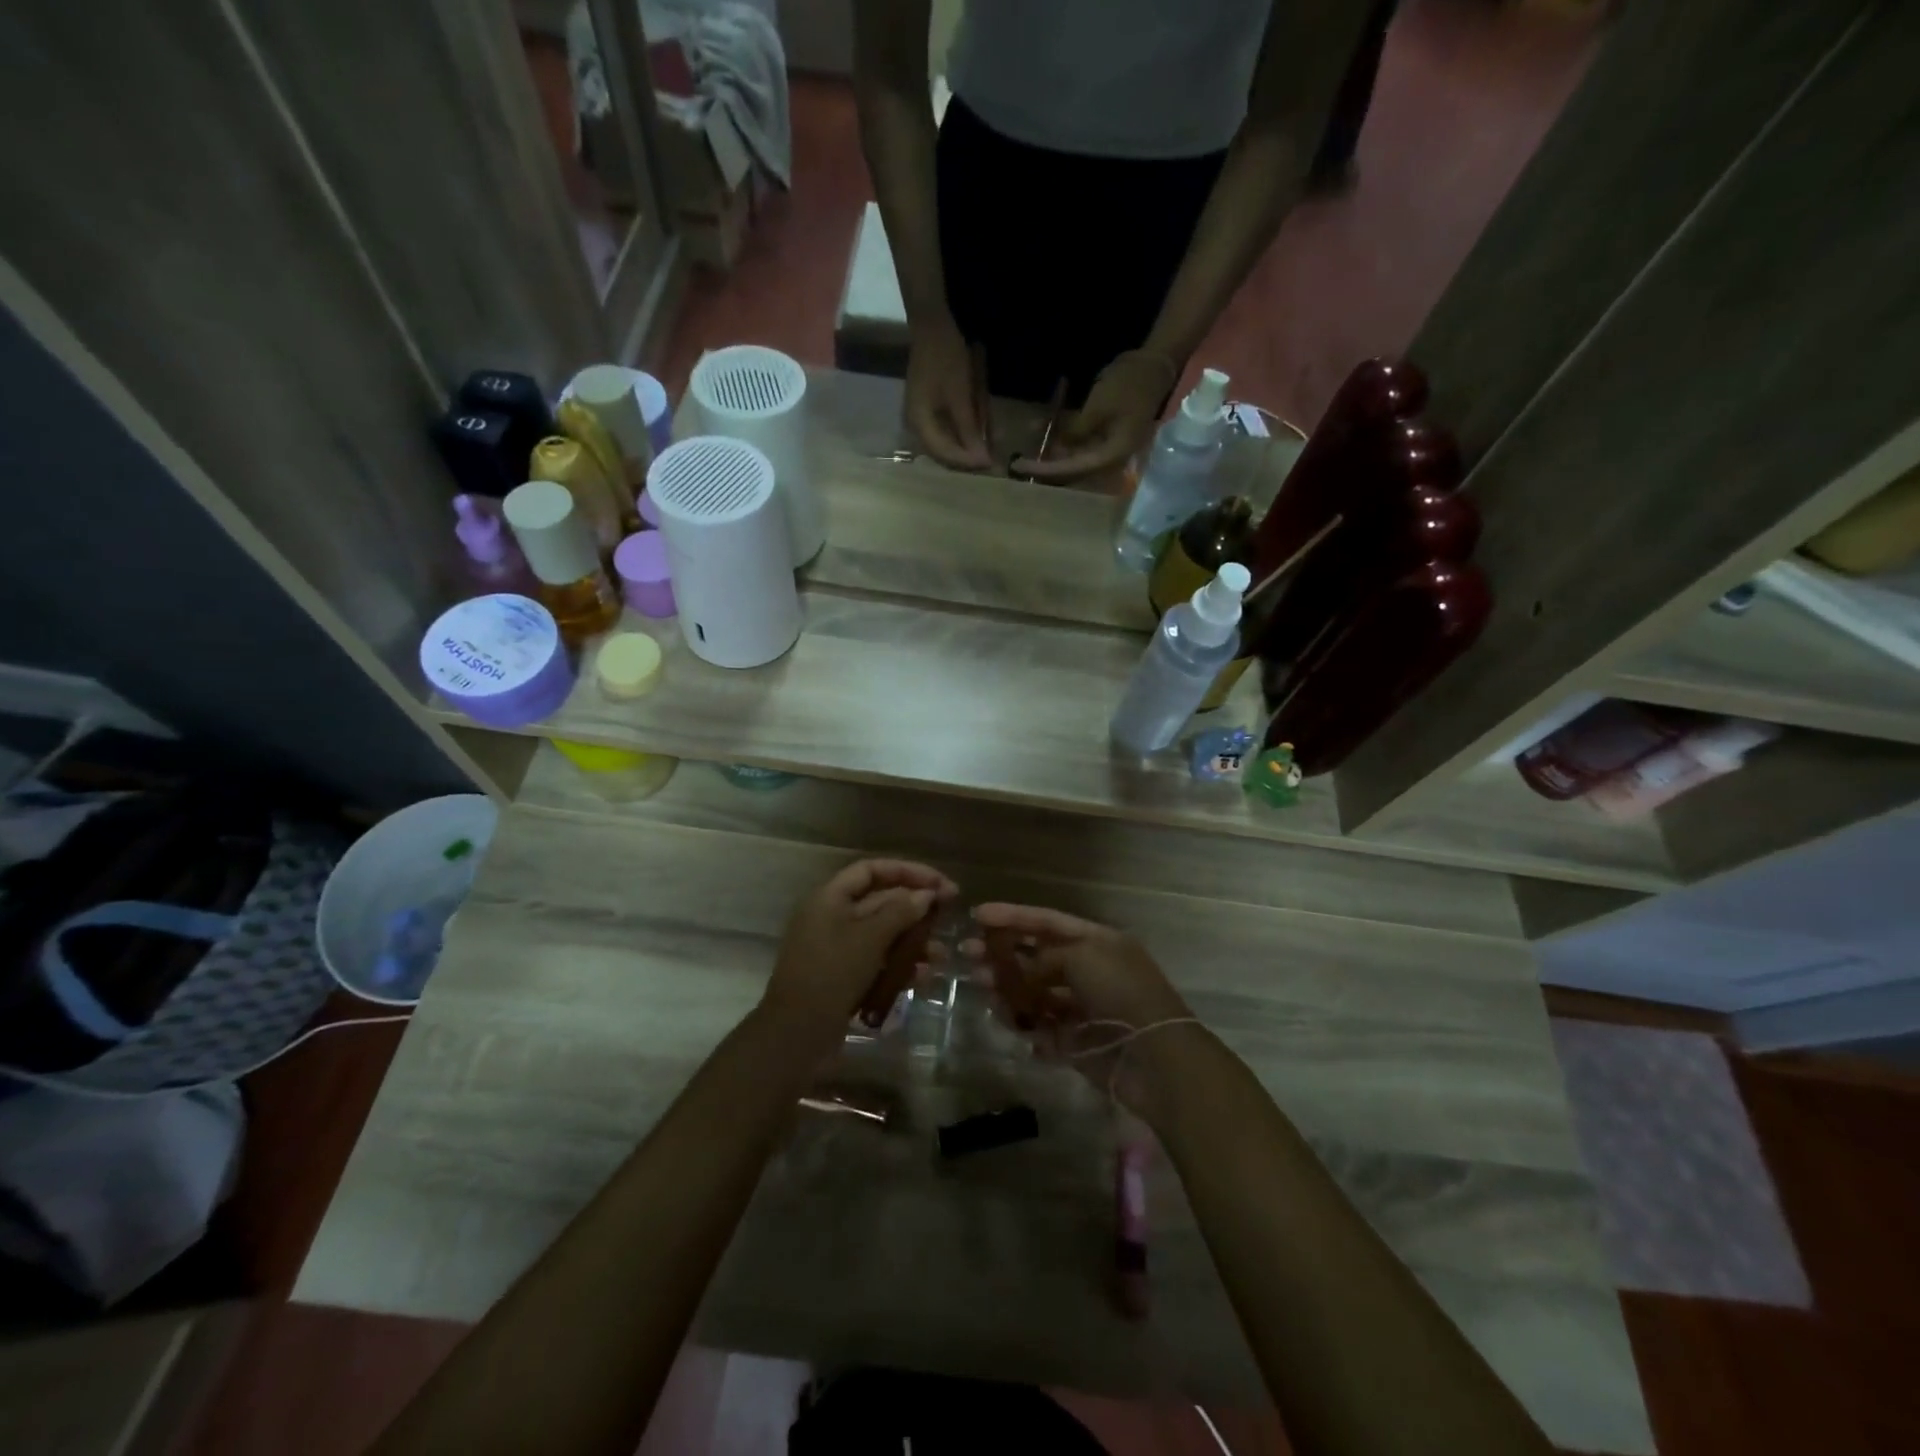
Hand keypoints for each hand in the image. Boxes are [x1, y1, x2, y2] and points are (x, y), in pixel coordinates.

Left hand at [761, 859, 958, 1045]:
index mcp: (830, 898)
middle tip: (950, 914)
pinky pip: (877, 962)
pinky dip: (900, 966)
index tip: (940, 883)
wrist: (796, 1034)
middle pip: (880, 901)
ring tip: (940, 954)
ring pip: (882, 935)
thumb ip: (900, 911)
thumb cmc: (831, 973)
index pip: (872, 870)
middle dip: (915, 908)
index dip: (908, 871)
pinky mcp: (844, 977)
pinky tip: (923, 977)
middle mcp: (832, 917)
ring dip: (913, 941)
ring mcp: (837, 949)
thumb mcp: (870, 938)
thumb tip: (926, 894)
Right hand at [904, 315, 990, 469]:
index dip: (967, 462)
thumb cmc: (946, 358)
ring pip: (946, 444)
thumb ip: (969, 430)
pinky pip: (946, 431)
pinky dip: (963, 434)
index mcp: (919, 423)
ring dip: (966, 448)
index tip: (989, 465)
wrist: (932, 325)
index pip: (944, 454)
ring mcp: (921, 418)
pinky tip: (978, 435)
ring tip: (988, 452)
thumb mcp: (960, 396)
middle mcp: (916, 426)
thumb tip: (980, 460)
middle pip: (943, 453)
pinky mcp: (929, 409)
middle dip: (967, 458)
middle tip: (991, 463)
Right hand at [964, 903, 1195, 1112]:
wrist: (1156, 1058)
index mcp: (1097, 942)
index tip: (977, 915)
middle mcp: (1090, 970)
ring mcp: (1083, 1008)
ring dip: (1008, 988)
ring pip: (1035, 993)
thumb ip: (1045, 957)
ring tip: (980, 986)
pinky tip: (1007, 1020)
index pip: (1048, 921)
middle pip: (1037, 957)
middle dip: (1003, 953)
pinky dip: (1024, 1024)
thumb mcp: (1083, 957)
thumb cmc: (1121, 992)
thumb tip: (1024, 972)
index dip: (1013, 916)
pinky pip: (1042, 1029)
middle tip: (968, 954)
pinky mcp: (1077, 1044)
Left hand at [1012, 350, 1180, 484]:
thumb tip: (1058, 448)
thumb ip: (1076, 432)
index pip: (1073, 470)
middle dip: (1047, 470)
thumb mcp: (1097, 408)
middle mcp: (1111, 460)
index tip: (1021, 466)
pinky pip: (1081, 448)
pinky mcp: (1106, 438)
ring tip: (1027, 457)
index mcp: (1112, 456)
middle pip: (1074, 472)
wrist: (1154, 364)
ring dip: (1053, 459)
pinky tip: (1045, 440)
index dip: (1046, 470)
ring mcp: (1109, 449)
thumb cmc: (1128, 385)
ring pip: (1076, 461)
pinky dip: (1063, 445)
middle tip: (1019, 466)